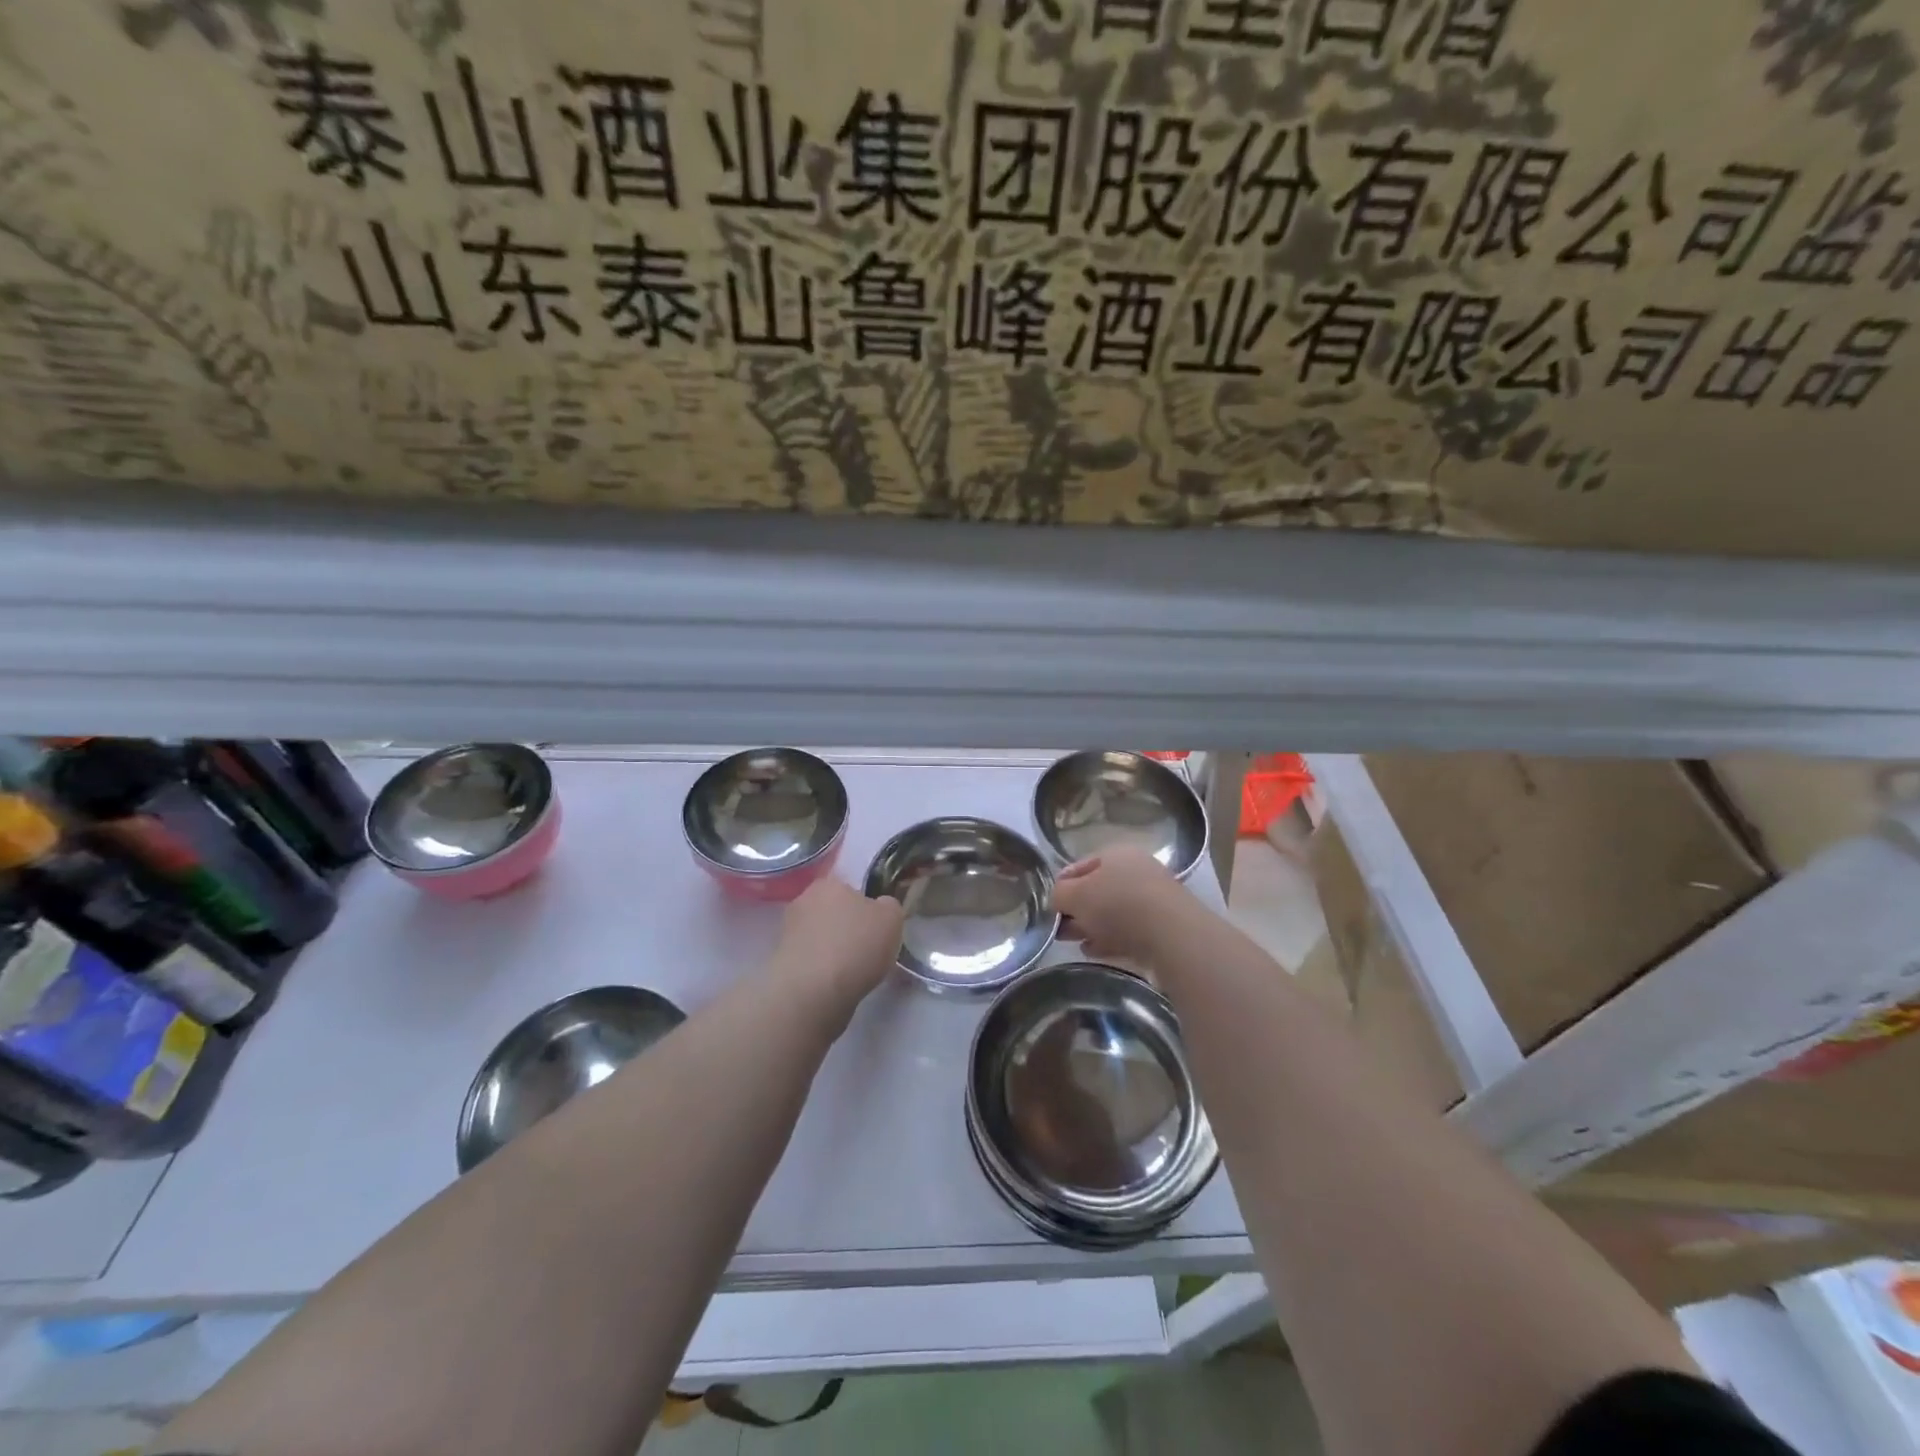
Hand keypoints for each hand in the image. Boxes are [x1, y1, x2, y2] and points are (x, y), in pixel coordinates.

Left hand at [770, 877, 903, 1004]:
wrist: (812, 993)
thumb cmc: (856, 946)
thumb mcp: (892, 917)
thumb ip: (888, 906)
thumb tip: (880, 907)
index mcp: (828, 883)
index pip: (849, 888)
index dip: (865, 906)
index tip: (876, 927)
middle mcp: (803, 901)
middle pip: (833, 912)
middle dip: (847, 927)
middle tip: (867, 949)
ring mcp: (788, 933)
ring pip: (821, 937)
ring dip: (834, 950)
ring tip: (853, 973)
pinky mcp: (781, 963)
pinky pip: (811, 961)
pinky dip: (822, 970)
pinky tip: (835, 985)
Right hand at [1051, 846, 1194, 964]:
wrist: (1172, 935)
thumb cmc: (1117, 904)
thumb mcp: (1074, 895)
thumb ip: (1059, 894)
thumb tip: (1058, 899)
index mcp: (1116, 853)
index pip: (1079, 866)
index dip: (1061, 885)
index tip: (1049, 906)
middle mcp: (1137, 870)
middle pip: (1098, 890)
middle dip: (1077, 910)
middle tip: (1060, 929)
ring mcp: (1153, 899)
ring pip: (1113, 912)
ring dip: (1092, 927)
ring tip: (1076, 943)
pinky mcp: (1163, 926)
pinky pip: (1129, 931)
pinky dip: (1111, 939)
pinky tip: (1097, 951)